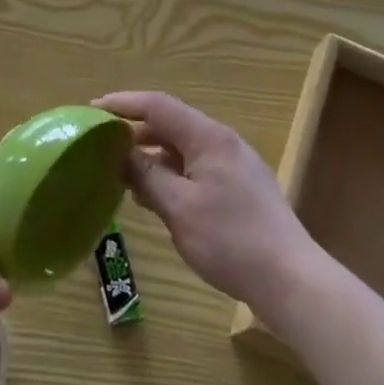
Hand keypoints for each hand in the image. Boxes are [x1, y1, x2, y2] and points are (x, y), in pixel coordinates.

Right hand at [94, 92, 312, 311]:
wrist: (292, 281)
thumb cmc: (231, 240)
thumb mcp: (178, 207)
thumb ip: (146, 175)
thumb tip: (119, 154)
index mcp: (208, 137)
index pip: (158, 105)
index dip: (122, 104)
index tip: (91, 110)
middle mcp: (222, 142)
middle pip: (170, 124)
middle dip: (134, 132)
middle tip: (100, 145)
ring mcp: (233, 166)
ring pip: (182, 148)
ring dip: (151, 156)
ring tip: (120, 173)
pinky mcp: (239, 189)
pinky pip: (195, 169)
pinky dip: (170, 174)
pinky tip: (153, 196)